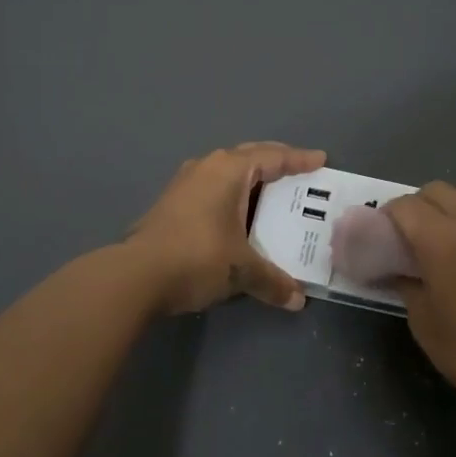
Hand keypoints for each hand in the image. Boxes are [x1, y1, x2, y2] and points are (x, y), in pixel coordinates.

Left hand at [125, 142, 326, 314]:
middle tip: (298, 172)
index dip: (299, 159)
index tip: (320, 160)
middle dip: (275, 162)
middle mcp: (207, 167)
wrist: (135, 276)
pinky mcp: (171, 203)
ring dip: (250, 179)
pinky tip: (237, 214)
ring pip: (227, 172)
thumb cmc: (197, 258)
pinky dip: (232, 195)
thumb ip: (273, 280)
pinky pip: (212, 187)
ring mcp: (184, 183)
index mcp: (229, 170)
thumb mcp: (242, 270)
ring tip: (270, 193)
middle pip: (249, 156)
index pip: (273, 157)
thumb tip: (297, 300)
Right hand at [383, 181, 455, 398]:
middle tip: (412, 231)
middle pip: (437, 190)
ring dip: (452, 201)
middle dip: (419, 204)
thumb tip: (397, 270)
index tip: (385, 231)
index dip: (391, 214)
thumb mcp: (423, 321)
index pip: (406, 206)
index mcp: (439, 240)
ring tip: (449, 228)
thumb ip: (406, 285)